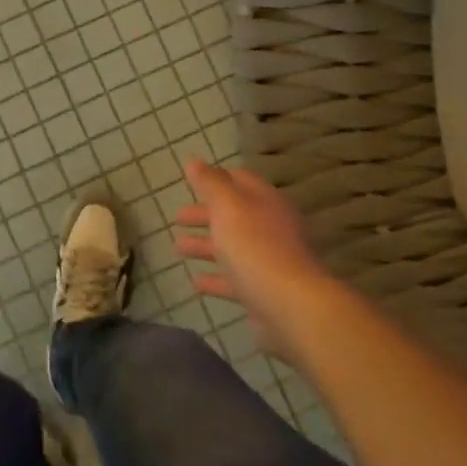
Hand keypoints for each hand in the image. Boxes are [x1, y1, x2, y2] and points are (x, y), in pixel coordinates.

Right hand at [174, 158, 328, 359]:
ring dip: (205, 245)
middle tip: (178, 217)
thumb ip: (210, 183)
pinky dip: (215, 279)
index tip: (192, 180)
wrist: (289, 305)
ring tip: (177, 247)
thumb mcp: (228, 206)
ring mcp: (268, 261)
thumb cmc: (255, 247)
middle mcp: (270, 227)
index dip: (216, 178)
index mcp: (264, 201)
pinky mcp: (263, 291)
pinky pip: (234, 280)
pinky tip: (196, 283)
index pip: (240, 180)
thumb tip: (193, 160)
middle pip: (233, 215)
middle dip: (205, 214)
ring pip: (232, 248)